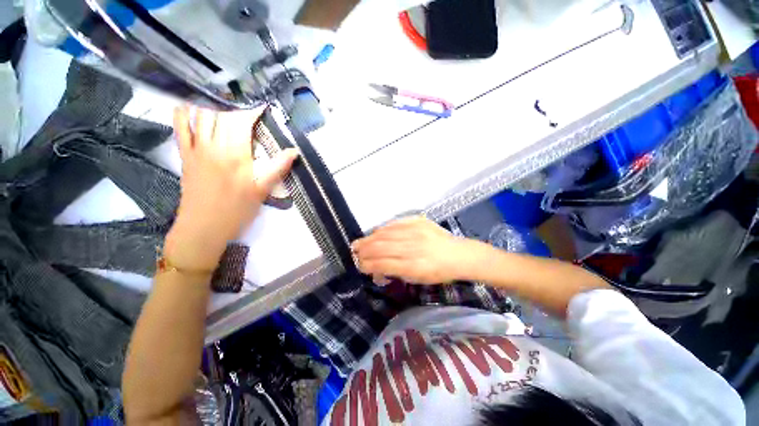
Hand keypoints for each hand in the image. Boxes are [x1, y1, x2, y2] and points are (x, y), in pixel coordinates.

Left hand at [165, 106, 297, 269]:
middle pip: (222, 115)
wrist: (204, 227)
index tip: (264, 107)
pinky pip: (180, 128)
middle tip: (249, 108)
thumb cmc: (237, 210)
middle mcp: (213, 145)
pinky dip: (184, 113)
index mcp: (235, 154)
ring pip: (201, 116)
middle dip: (237, 107)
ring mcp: (196, 149)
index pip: (242, 121)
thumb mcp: (263, 190)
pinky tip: (190, 106)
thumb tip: (294, 151)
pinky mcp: (185, 155)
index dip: (253, 110)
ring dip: (213, 105)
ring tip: (225, 103)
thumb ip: (278, 167)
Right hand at [351, 216, 468, 284]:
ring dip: (369, 239)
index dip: (368, 265)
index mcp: (414, 267)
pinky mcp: (418, 221)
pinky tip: (375, 232)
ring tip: (359, 243)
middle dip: (364, 250)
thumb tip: (376, 269)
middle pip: (381, 247)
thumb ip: (396, 272)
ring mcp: (416, 231)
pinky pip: (395, 223)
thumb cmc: (440, 272)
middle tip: (354, 252)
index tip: (359, 266)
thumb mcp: (418, 279)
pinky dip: (383, 229)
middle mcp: (413, 247)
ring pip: (386, 234)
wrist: (460, 254)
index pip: (384, 264)